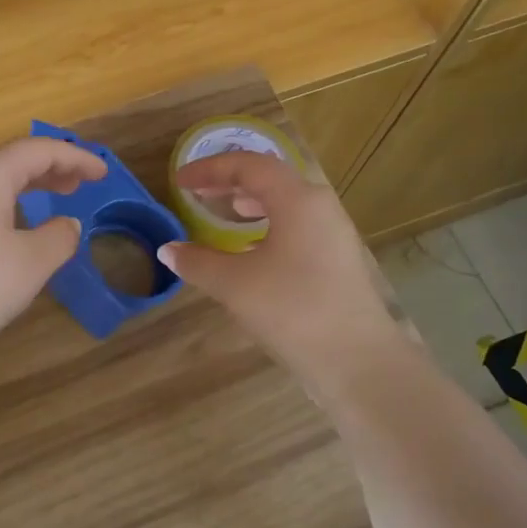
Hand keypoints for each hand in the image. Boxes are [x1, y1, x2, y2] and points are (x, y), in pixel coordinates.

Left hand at [0, 137, 108, 364]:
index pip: (41, 151)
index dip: (76, 158)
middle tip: (77, 184)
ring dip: (21, 188)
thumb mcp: (30, 264)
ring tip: (43, 204)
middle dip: (48, 169)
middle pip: (10, 161)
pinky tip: (2, 233)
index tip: (103, 172)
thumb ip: (58, 238)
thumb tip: (67, 224)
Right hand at [160, 151, 401, 388]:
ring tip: (224, 213)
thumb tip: (168, 250)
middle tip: (197, 193)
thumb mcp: (235, 284)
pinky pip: (297, 226)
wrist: (358, 361)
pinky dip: (268, 225)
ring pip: (287, 203)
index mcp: (297, 200)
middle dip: (230, 182)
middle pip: (270, 179)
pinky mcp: (338, 260)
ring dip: (251, 203)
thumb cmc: (292, 310)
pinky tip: (251, 250)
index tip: (180, 181)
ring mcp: (334, 234)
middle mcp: (320, 207)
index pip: (249, 166)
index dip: (210, 169)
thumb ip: (197, 262)